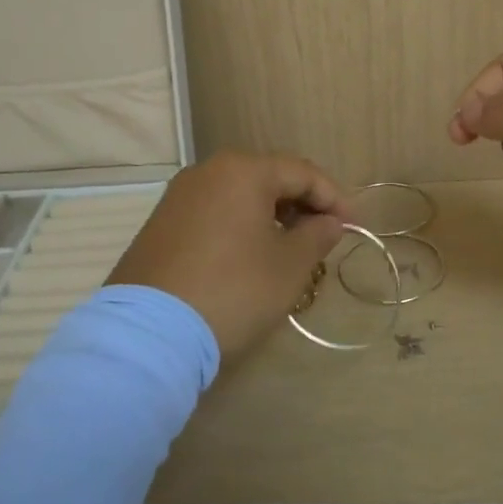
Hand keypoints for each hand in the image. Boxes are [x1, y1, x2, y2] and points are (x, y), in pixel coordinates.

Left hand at [106, 152, 348, 355]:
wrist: (149, 333)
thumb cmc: (233, 289)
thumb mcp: (289, 266)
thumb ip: (317, 235)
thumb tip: (329, 222)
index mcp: (243, 170)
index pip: (302, 172)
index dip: (334, 198)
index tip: (354, 226)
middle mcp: (208, 171)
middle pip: (269, 178)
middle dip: (302, 204)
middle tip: (324, 235)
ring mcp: (179, 196)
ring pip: (240, 195)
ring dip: (272, 215)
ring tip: (291, 247)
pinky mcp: (160, 223)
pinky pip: (214, 212)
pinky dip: (241, 226)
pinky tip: (250, 255)